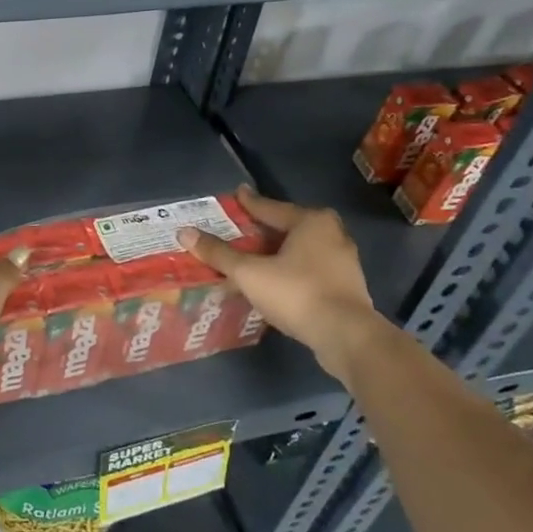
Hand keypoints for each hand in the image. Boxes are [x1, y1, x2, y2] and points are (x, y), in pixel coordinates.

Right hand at [177, 185, 392, 381]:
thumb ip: (219, 253)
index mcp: (311, 221)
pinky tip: (277, 280)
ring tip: (257, 255)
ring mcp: (344, 262)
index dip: (249, 203)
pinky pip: (311, 269)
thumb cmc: (296, 293)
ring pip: (303, 249)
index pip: (271, 208)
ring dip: (280, 251)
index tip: (236, 194)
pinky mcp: (347, 287)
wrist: (346, 336)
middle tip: (245, 228)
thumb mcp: (249, 272)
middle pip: (290, 226)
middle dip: (268, 228)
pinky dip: (292, 270)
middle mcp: (332, 234)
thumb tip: (185, 233)